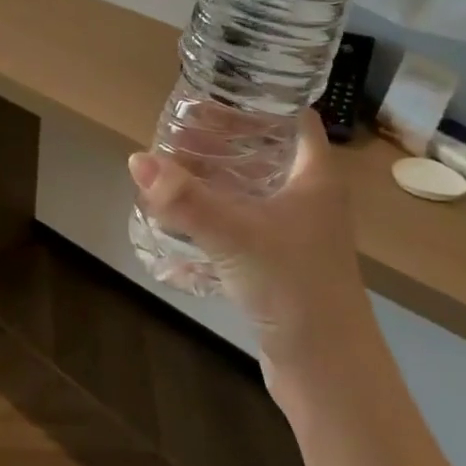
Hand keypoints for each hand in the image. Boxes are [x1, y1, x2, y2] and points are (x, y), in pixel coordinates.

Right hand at [129, 110, 370, 387]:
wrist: (328, 371)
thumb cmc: (295, 287)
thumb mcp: (236, 235)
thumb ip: (186, 199)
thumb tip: (137, 160)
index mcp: (314, 176)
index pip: (291, 117)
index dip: (256, 100)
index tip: (212, 93)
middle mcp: (308, 197)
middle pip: (263, 151)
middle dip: (221, 140)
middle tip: (177, 132)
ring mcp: (294, 231)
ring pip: (250, 189)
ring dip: (214, 178)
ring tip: (171, 168)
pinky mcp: (277, 261)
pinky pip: (240, 224)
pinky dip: (213, 215)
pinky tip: (178, 218)